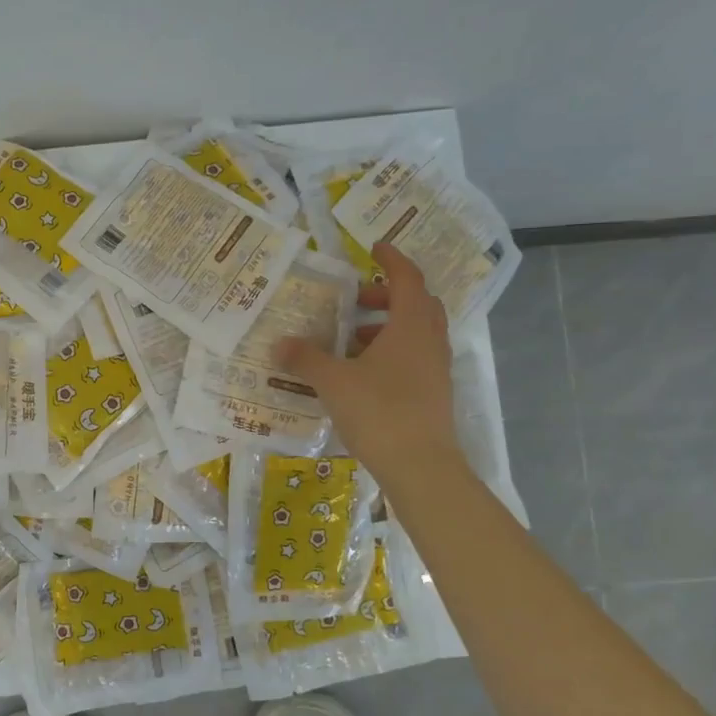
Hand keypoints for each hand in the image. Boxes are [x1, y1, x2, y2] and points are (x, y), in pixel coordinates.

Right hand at [276, 243, 463, 499]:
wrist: (422, 467)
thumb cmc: (379, 412)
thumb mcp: (333, 382)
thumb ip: (305, 359)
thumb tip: (279, 343)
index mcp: (411, 326)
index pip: (407, 278)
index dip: (392, 259)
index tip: (373, 248)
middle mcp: (430, 341)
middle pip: (415, 304)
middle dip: (385, 296)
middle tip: (353, 300)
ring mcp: (436, 369)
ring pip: (415, 333)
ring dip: (385, 327)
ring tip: (349, 340)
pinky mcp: (433, 394)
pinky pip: (413, 358)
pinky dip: (390, 353)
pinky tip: (360, 373)